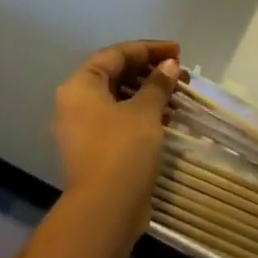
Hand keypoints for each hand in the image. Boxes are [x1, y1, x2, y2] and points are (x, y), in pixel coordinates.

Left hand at [53, 40, 183, 215]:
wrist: (105, 209)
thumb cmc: (122, 150)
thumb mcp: (144, 111)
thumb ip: (157, 84)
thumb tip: (169, 66)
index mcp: (81, 85)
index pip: (116, 54)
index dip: (149, 49)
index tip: (178, 52)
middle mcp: (77, 103)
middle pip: (116, 75)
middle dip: (150, 71)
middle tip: (181, 74)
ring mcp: (85, 128)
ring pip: (120, 99)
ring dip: (149, 93)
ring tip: (179, 93)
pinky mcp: (97, 149)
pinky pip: (121, 120)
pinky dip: (143, 114)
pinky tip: (168, 116)